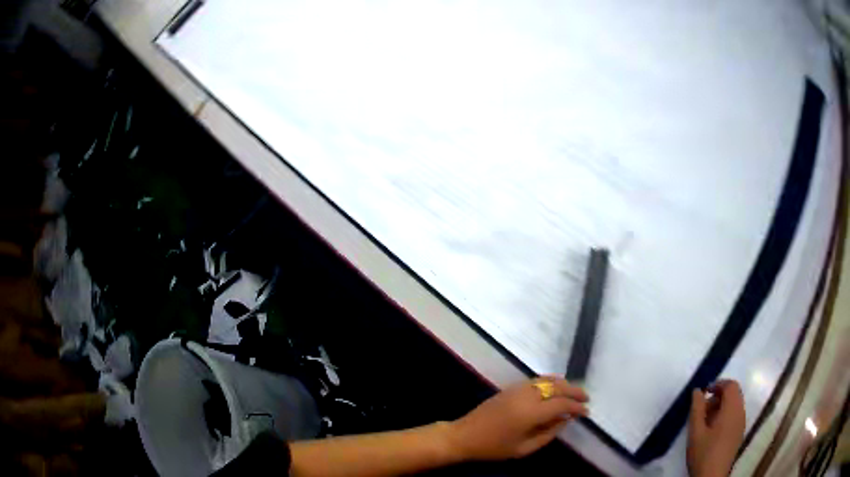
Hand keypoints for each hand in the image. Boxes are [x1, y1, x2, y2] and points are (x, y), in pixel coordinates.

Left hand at [448, 376, 588, 460]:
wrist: (464, 435)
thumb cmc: (493, 448)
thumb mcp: (523, 449)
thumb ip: (548, 434)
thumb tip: (565, 420)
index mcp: (530, 413)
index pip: (561, 405)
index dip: (576, 407)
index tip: (587, 412)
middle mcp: (527, 396)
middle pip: (557, 387)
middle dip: (574, 391)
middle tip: (586, 399)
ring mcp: (518, 389)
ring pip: (547, 380)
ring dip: (564, 384)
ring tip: (574, 393)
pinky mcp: (511, 387)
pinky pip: (537, 380)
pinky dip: (551, 381)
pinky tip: (556, 388)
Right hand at [687, 380, 745, 476]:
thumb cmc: (703, 453)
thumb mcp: (695, 432)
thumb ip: (697, 409)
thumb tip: (697, 391)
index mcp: (732, 409)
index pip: (731, 385)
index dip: (718, 384)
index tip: (704, 393)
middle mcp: (740, 412)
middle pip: (734, 393)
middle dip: (719, 395)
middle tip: (702, 409)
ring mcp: (741, 423)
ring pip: (735, 404)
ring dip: (722, 406)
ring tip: (705, 421)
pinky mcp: (739, 433)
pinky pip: (735, 415)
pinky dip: (725, 415)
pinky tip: (712, 430)